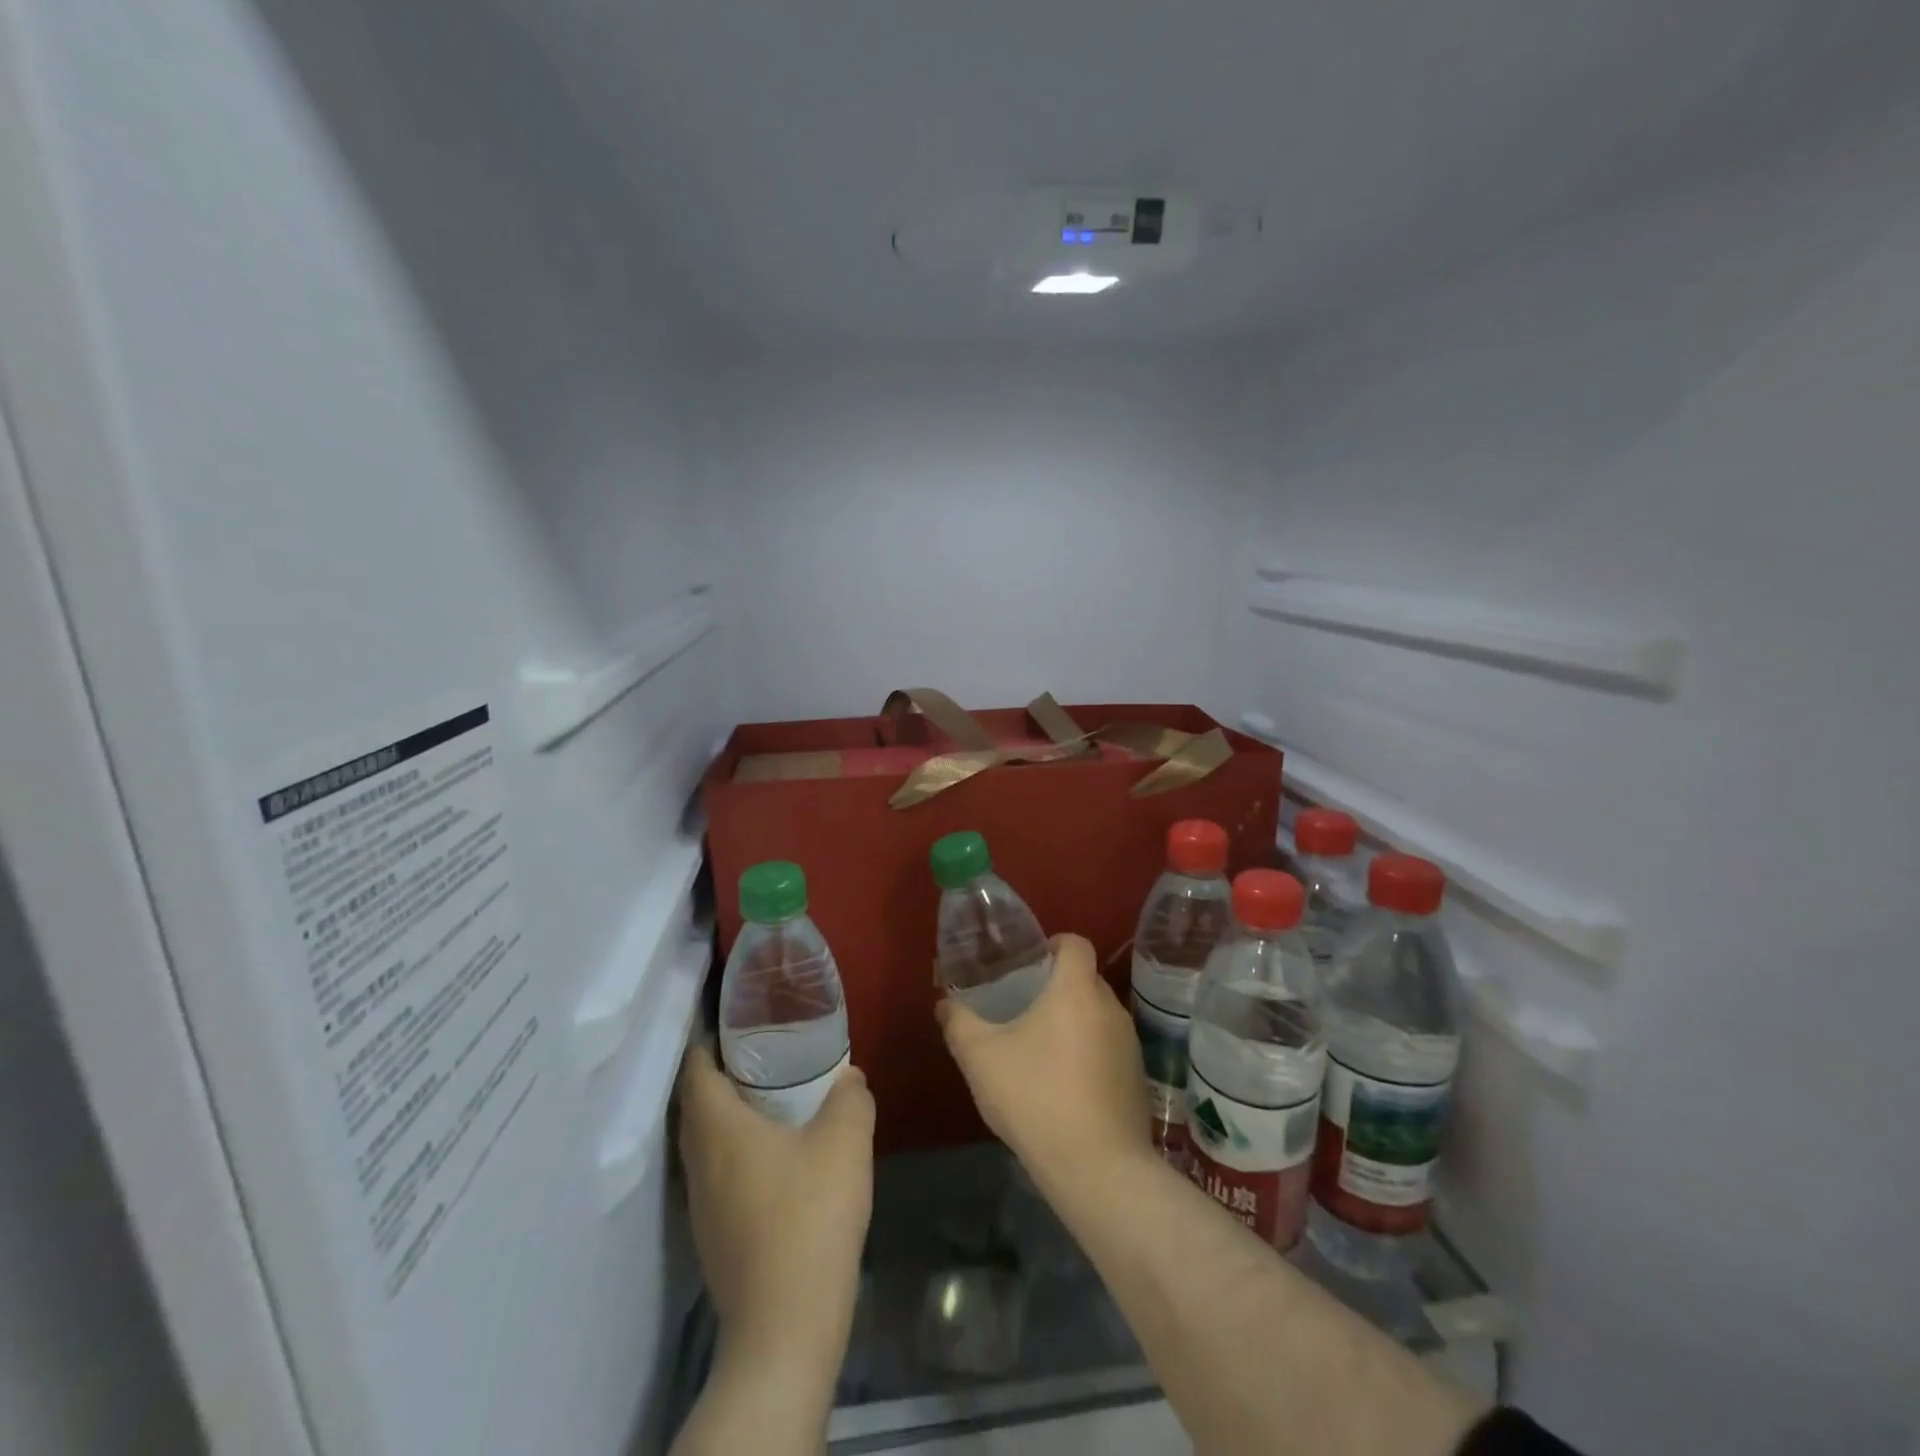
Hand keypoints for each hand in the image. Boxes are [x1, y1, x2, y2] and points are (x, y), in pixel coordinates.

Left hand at [675, 1042, 874, 1370]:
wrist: (786, 1326)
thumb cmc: (809, 1216)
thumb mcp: (845, 1142)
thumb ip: (850, 1098)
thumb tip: (849, 1077)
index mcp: (718, 1128)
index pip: (695, 1068)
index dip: (707, 1038)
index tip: (734, 1019)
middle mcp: (698, 1161)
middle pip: (695, 1103)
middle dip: (720, 1072)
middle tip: (760, 1049)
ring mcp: (700, 1204)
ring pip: (704, 1140)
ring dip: (726, 1113)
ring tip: (769, 1095)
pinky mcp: (713, 1234)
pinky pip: (716, 1171)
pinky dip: (735, 1148)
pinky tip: (774, 1155)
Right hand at [936, 933, 1153, 1197]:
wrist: (1097, 1168)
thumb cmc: (1036, 1097)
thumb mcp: (981, 1058)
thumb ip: (959, 1023)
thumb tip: (944, 1004)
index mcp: (1076, 989)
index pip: (1075, 943)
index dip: (1054, 944)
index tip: (1030, 963)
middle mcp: (1110, 1007)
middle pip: (1085, 980)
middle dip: (1057, 988)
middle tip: (1024, 1008)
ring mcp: (1130, 1044)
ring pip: (1098, 1016)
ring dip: (1074, 1023)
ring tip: (1041, 1050)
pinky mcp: (1138, 1079)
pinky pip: (1109, 1049)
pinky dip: (1089, 1055)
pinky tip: (1065, 1087)